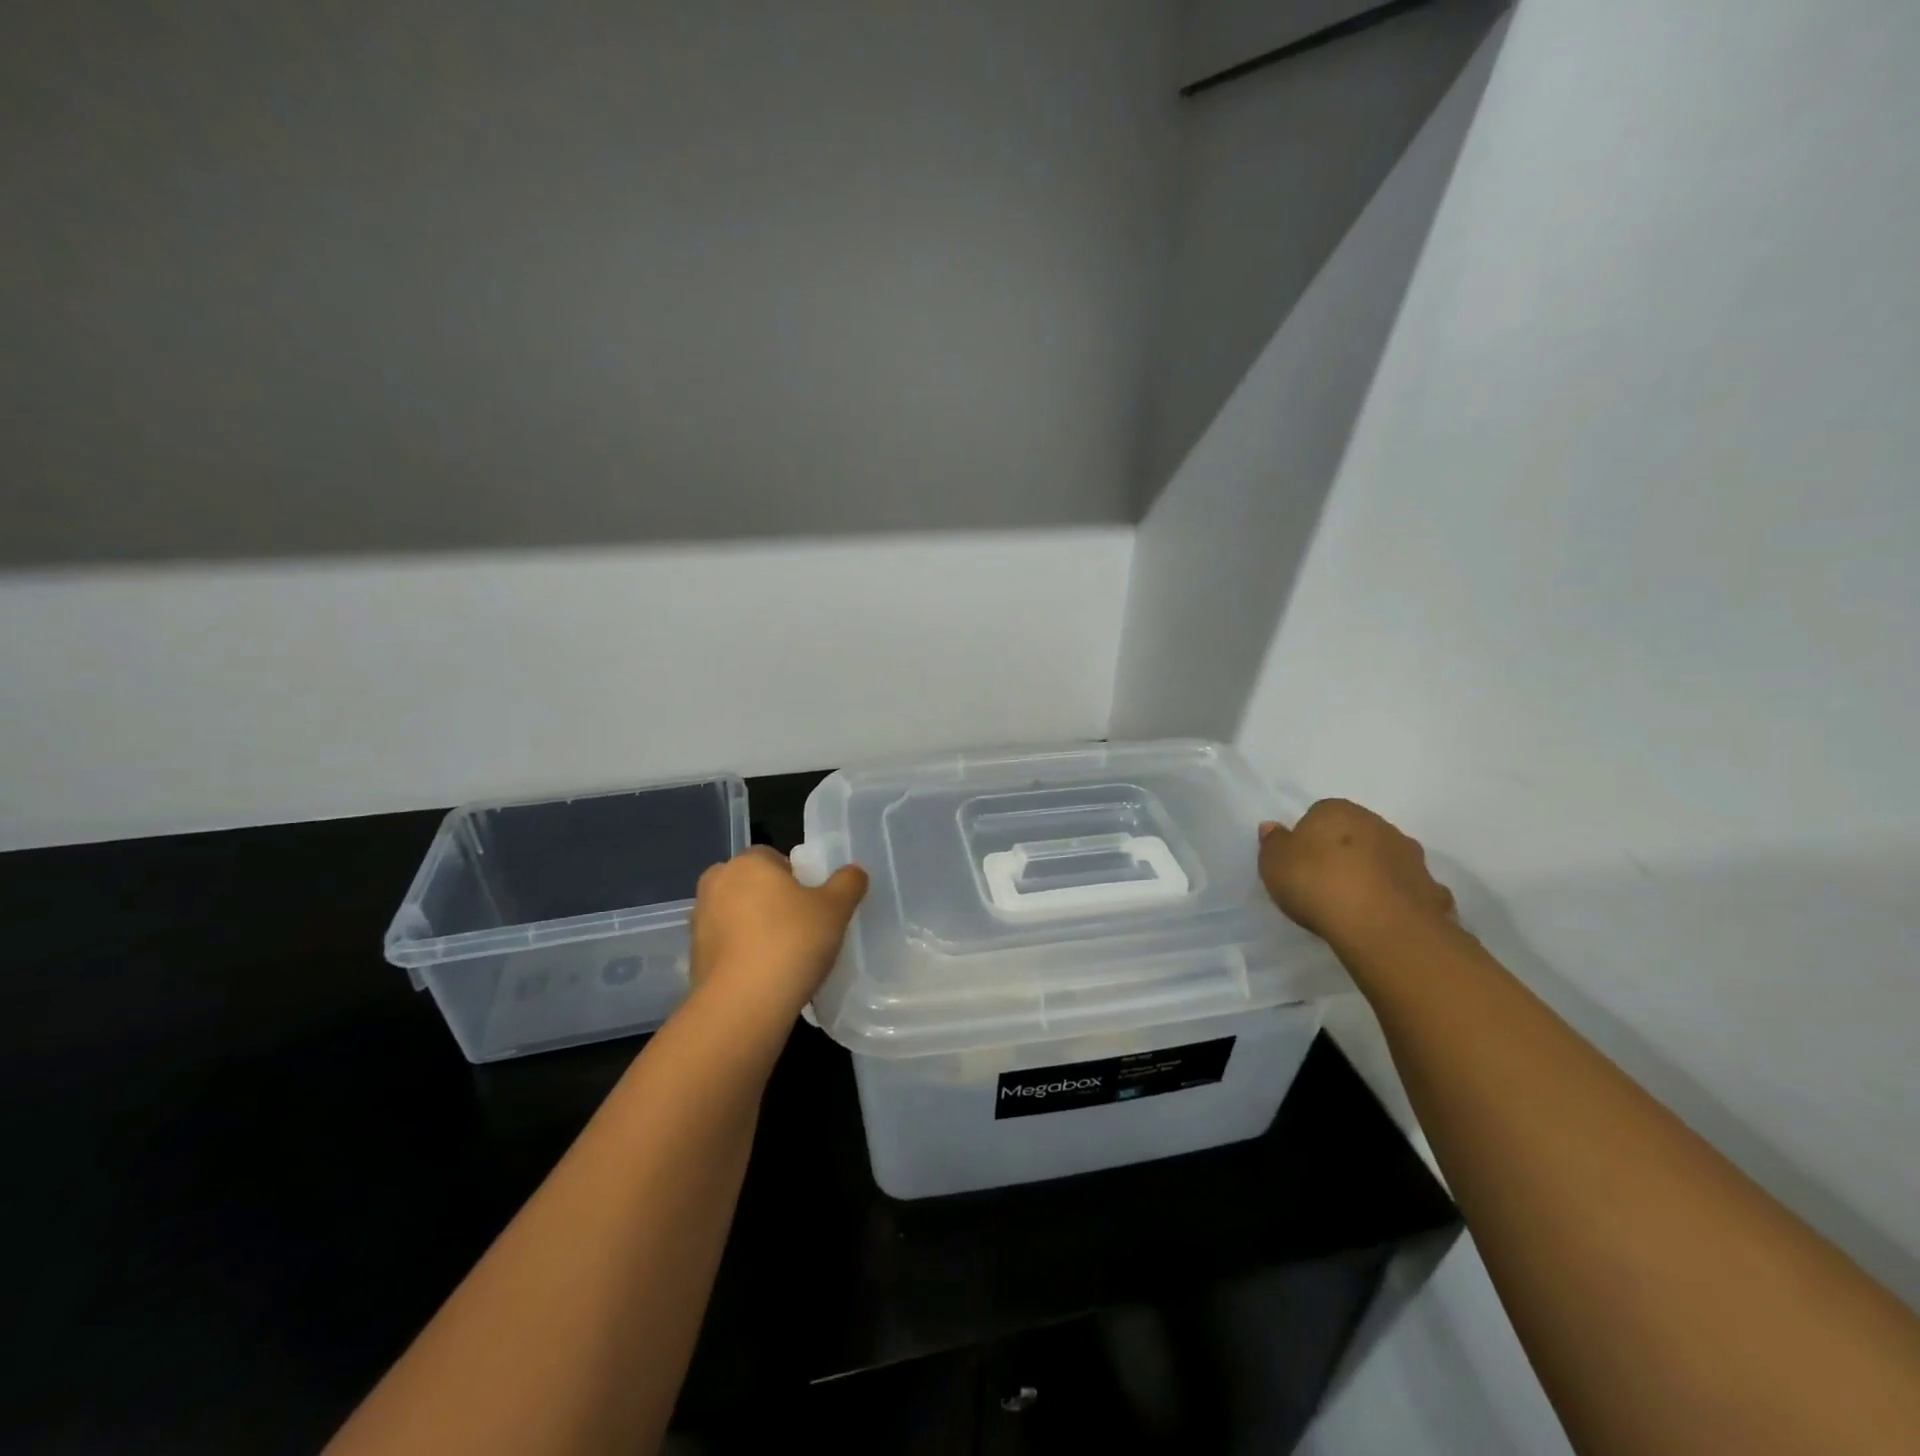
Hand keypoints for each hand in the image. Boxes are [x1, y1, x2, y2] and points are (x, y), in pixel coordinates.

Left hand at [689, 846, 868, 1017]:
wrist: (742, 1005)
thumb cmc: (791, 942)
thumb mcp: (835, 909)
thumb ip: (848, 883)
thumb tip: (853, 872)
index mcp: (748, 862)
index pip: (775, 858)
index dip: (797, 879)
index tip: (813, 906)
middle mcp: (717, 883)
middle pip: (753, 885)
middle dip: (772, 902)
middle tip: (801, 929)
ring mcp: (700, 921)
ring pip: (737, 916)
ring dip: (755, 928)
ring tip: (784, 956)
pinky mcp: (693, 957)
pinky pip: (726, 946)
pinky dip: (742, 954)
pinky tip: (764, 976)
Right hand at [1257, 800, 1453, 947]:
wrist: (1381, 926)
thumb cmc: (1317, 884)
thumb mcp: (1274, 863)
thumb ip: (1273, 843)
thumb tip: (1273, 827)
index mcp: (1338, 811)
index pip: (1319, 814)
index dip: (1308, 839)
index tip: (1299, 864)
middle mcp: (1378, 824)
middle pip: (1355, 834)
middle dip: (1343, 853)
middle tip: (1324, 883)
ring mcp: (1410, 856)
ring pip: (1385, 859)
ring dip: (1373, 873)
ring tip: (1354, 905)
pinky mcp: (1431, 888)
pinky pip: (1408, 889)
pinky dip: (1398, 898)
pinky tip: (1385, 918)